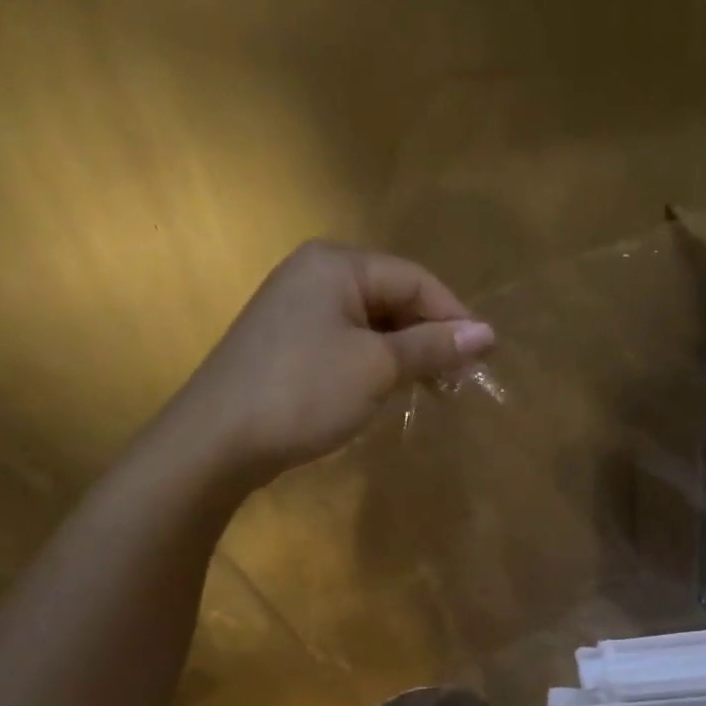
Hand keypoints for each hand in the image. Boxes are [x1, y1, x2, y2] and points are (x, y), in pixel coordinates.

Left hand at [150, 241, 493, 490]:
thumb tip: (488, 333)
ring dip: (409, 353)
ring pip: (375, 322)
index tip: (483, 359)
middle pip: (395, 297)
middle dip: (432, 337)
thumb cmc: (305, 392)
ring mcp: (298, 307)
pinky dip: (380, 362)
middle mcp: (316, 274)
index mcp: (337, 265)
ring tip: (435, 390)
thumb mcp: (379, 366)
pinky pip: (351, 340)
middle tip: (459, 381)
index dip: (455, 317)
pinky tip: (394, 389)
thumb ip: (434, 346)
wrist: (218, 440)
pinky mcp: (290, 341)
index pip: (416, 279)